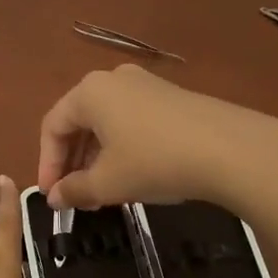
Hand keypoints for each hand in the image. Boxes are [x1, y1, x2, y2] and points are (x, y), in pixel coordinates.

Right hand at [37, 65, 277, 210]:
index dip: (47, 163)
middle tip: (74, 196)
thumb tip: (54, 198)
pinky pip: (133, 121)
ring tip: (102, 191)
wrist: (230, 149)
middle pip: (80, 121)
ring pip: (108, 122)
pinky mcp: (173, 97)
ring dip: (97, 157)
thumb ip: (74, 190)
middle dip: (73, 161)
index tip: (52, 196)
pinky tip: (134, 174)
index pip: (53, 126)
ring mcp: (147, 85)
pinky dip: (123, 147)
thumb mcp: (108, 183)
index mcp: (90, 92)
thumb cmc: (154, 161)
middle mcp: (115, 79)